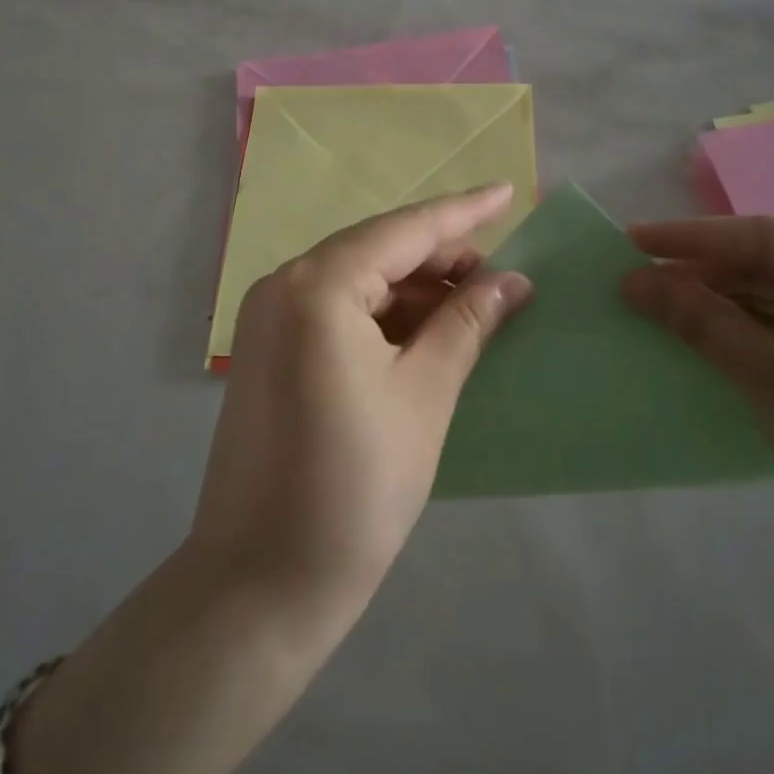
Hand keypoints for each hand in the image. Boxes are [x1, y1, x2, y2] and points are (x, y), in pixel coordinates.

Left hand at [190, 185, 533, 617]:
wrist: (262, 582)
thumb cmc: (356, 485)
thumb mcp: (426, 394)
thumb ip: (467, 323)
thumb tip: (512, 281)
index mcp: (319, 286)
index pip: (406, 230)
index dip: (463, 212)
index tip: (508, 191)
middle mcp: (285, 286)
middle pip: (378, 250)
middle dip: (442, 257)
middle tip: (502, 273)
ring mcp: (270, 319)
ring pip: (358, 280)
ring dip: (415, 288)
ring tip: (473, 304)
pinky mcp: (270, 352)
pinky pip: (337, 310)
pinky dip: (384, 314)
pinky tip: (426, 331)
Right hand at [623, 217, 773, 572]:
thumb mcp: (772, 380)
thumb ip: (701, 321)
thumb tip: (631, 281)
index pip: (765, 238)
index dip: (691, 238)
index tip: (630, 240)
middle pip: (768, 260)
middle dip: (701, 271)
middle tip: (633, 278)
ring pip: (773, 289)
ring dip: (716, 298)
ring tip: (651, 301)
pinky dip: (740, 324)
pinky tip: (696, 327)